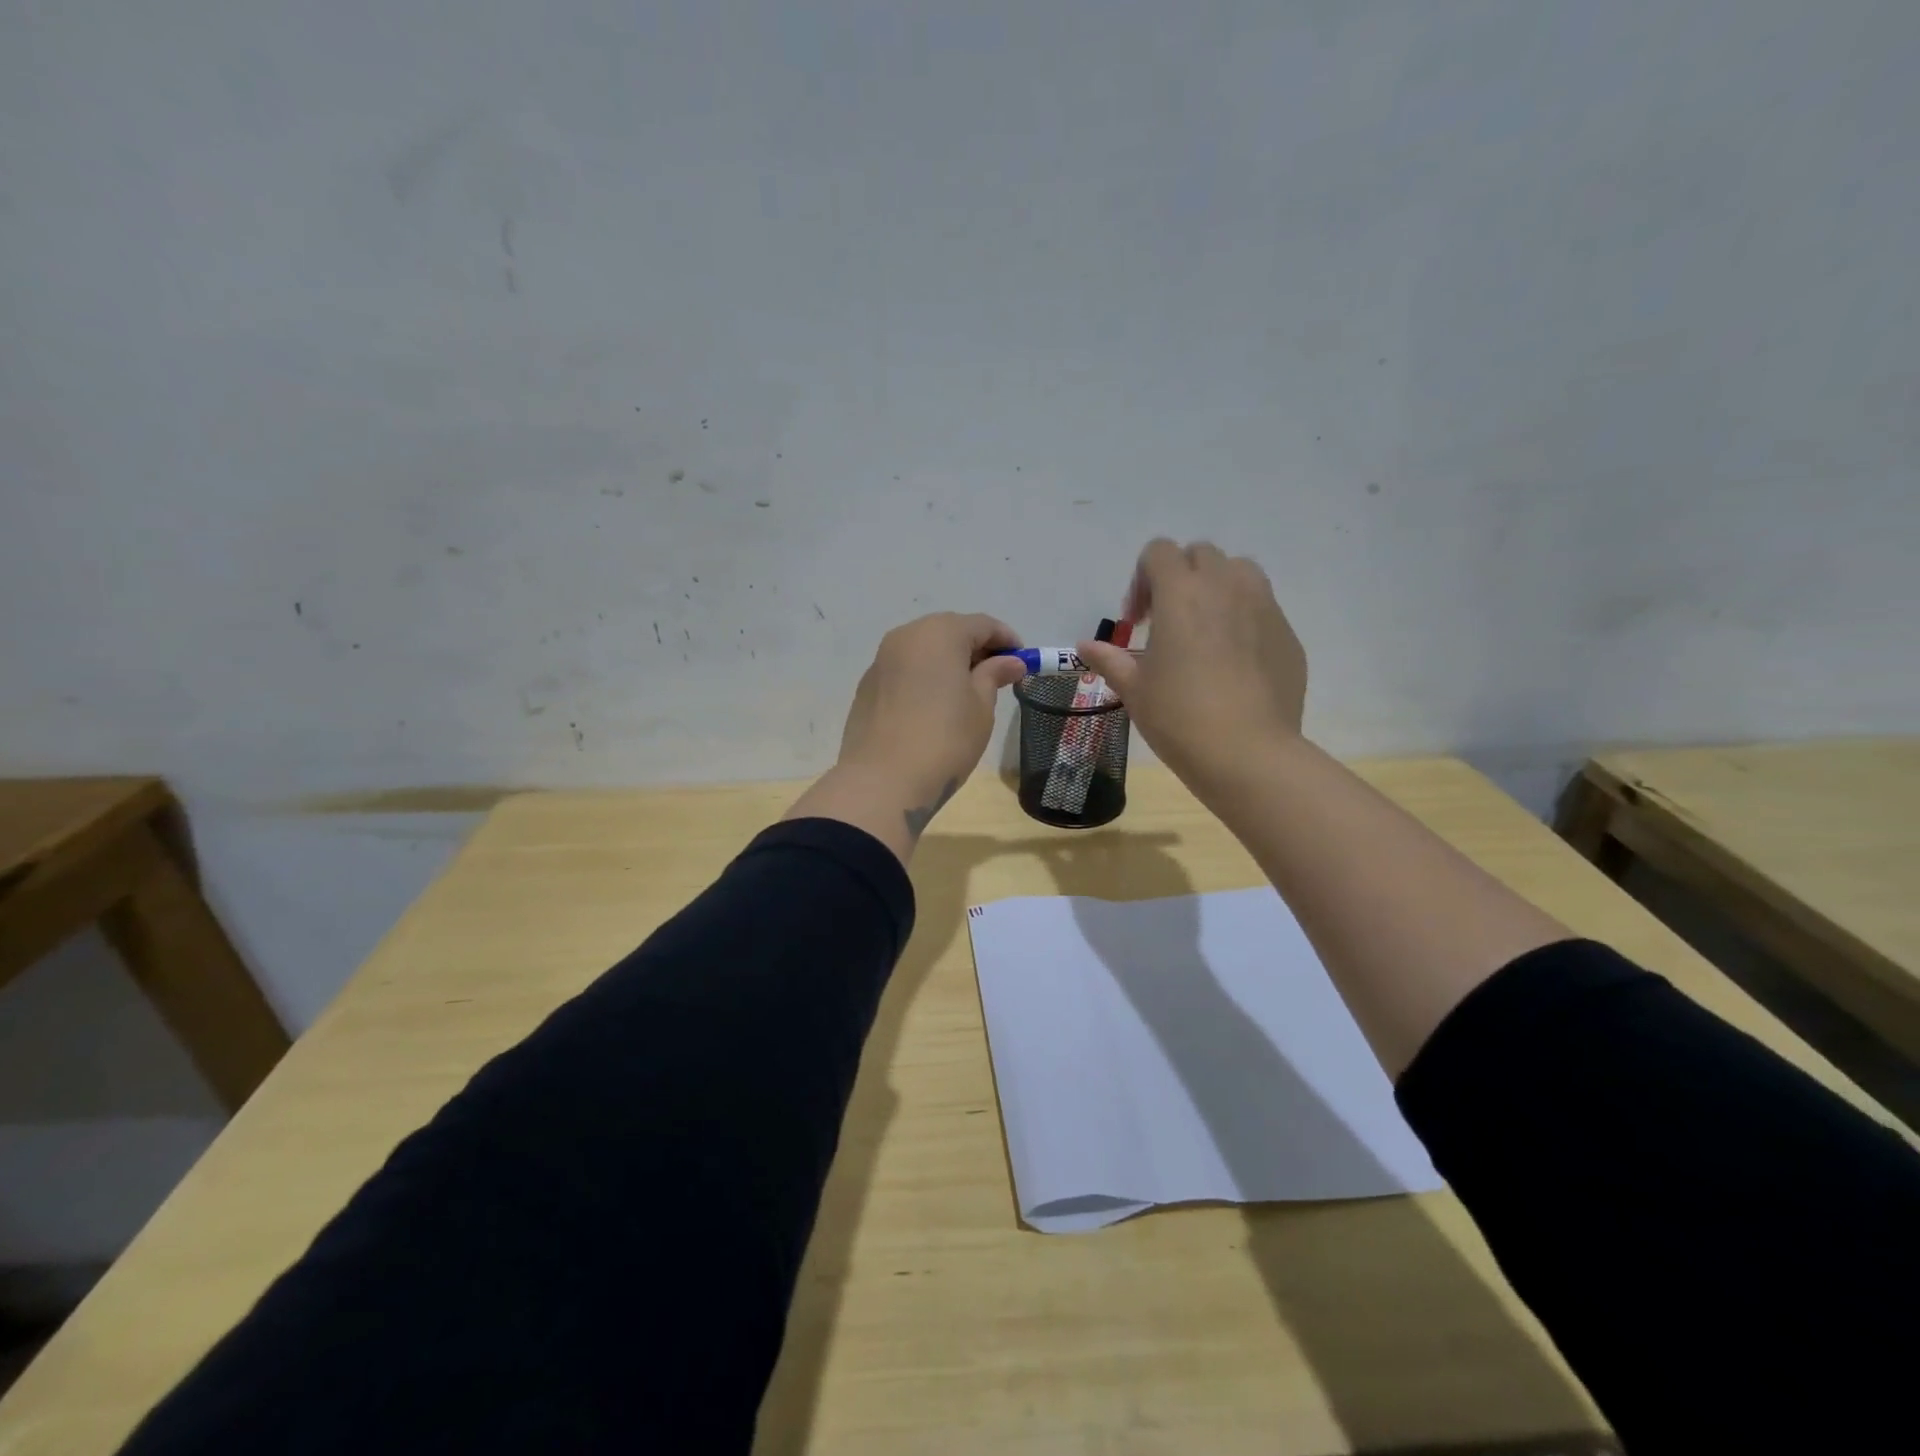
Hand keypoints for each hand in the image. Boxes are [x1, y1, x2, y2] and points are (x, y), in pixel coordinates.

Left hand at [839, 612, 1027, 808]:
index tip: (1023, 661)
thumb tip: (1009, 662)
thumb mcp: (981, 707)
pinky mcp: (867, 686)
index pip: (981, 625)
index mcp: (939, 633)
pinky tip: (934, 706)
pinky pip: (904, 670)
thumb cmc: (945, 739)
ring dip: (948, 662)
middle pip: (949, 631)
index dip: (1006, 640)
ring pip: (923, 650)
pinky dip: (924, 677)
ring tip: (967, 692)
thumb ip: (993, 676)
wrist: (882, 781)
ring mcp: (881, 660)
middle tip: (997, 676)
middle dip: (975, 649)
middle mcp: (906, 636)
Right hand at [1076, 539, 1306, 797]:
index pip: (1159, 552)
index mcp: (1181, 593)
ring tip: (1206, 630)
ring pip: (1239, 572)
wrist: (1248, 753)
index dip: (1141, 579)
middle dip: (1180, 577)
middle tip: (1168, 621)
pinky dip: (1244, 619)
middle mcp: (1226, 586)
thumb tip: (1085, 646)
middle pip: (1201, 554)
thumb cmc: (1179, 718)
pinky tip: (1235, 663)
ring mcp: (1264, 607)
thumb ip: (1110, 659)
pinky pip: (1263, 608)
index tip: (1137, 621)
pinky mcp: (1288, 633)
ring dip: (1217, 588)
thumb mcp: (1134, 689)